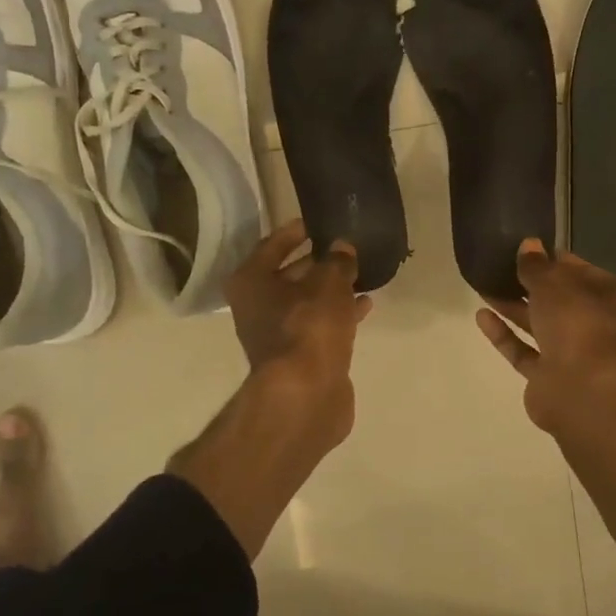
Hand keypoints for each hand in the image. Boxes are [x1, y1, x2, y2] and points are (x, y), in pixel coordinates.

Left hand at [226, 218, 371, 451]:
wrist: (306, 393)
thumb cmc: (309, 326)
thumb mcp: (329, 283)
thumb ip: (338, 261)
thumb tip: (343, 248)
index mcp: (251, 281)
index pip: (272, 245)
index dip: (295, 231)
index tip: (317, 222)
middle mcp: (256, 306)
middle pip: (288, 275)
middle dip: (318, 262)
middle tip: (345, 248)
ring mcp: (276, 334)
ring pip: (306, 302)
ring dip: (331, 289)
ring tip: (361, 274)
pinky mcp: (298, 357)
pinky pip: (319, 325)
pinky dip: (338, 314)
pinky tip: (365, 305)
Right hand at [476, 239, 615, 435]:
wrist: (583, 389)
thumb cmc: (580, 322)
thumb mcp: (554, 283)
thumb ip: (536, 266)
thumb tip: (528, 245)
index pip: (586, 273)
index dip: (557, 261)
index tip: (529, 250)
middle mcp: (602, 327)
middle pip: (563, 302)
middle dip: (531, 286)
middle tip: (501, 267)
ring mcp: (577, 356)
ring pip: (542, 327)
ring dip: (514, 308)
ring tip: (484, 287)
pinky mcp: (551, 378)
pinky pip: (525, 351)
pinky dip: (506, 335)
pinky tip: (482, 316)